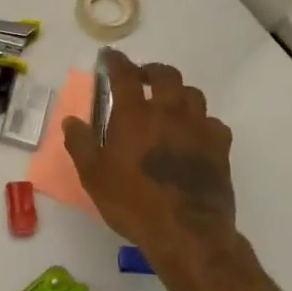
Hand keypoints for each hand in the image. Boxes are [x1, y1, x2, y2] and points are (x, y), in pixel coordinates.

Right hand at [62, 49, 237, 274]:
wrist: (187, 233)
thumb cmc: (133, 203)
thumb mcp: (93, 176)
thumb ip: (80, 144)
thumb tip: (71, 120)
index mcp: (135, 114)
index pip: (125, 74)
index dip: (116, 61)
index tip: (110, 57)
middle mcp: (169, 112)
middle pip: (166, 75)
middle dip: (151, 70)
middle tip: (141, 78)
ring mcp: (198, 128)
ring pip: (193, 94)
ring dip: (178, 93)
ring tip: (169, 103)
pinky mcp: (220, 148)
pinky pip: (213, 123)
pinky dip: (202, 122)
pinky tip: (194, 135)